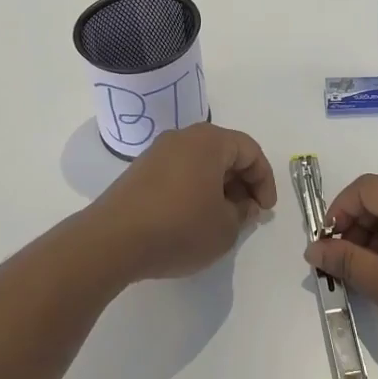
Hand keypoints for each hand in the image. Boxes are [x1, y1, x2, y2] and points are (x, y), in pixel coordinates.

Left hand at [86, 124, 276, 283]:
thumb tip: (242, 204)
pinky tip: (192, 219)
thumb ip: (243, 213)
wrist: (112, 241)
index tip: (265, 210)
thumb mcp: (225, 228)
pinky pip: (179, 172)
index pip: (250, 150)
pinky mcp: (139, 172)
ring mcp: (157, 152)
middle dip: (242, 182)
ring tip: (221, 219)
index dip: (264, 180)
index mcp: (209, 141)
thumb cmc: (179, 228)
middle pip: (224, 152)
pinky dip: (194, 190)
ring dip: (218, 187)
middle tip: (247, 213)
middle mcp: (183, 137)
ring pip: (200, 163)